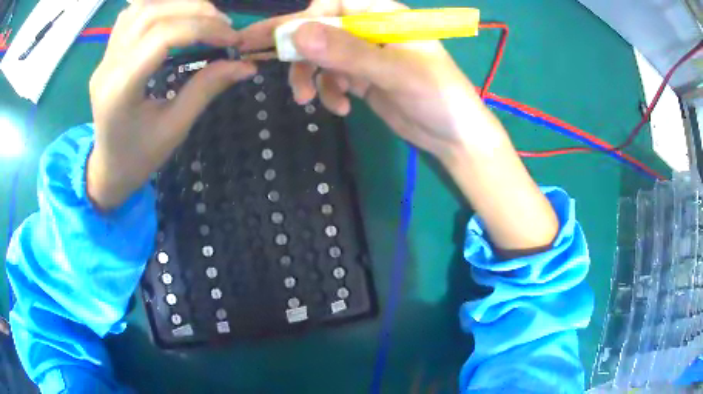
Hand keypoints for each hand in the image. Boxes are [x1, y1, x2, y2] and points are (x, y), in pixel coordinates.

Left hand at [87, 0, 255, 209]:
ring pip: (140, 8)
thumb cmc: (139, 158)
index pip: (162, 37)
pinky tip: (174, 17)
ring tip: (203, 17)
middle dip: (195, 11)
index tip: (233, 38)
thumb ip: (206, 88)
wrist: (108, 168)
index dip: (203, 29)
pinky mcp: (107, 54)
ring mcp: (104, 57)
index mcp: (120, 90)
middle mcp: (107, 66)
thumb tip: (246, 65)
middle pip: (152, 15)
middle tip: (223, 25)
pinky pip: (131, 15)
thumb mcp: (175, 129)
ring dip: (177, 5)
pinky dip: (157, 8)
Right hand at [239, 0, 504, 162]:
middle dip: (294, 49)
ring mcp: (364, 54)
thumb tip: (297, 34)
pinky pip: (332, 78)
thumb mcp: (394, 71)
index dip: (303, 19)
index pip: (332, 4)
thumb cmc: (436, 95)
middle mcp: (370, 29)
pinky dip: (328, 92)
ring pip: (321, 55)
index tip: (280, 40)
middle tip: (253, 60)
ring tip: (306, 99)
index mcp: (383, 14)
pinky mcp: (362, 77)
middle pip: (320, 29)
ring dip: (309, 76)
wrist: (453, 136)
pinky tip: (340, 107)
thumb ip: (347, 52)